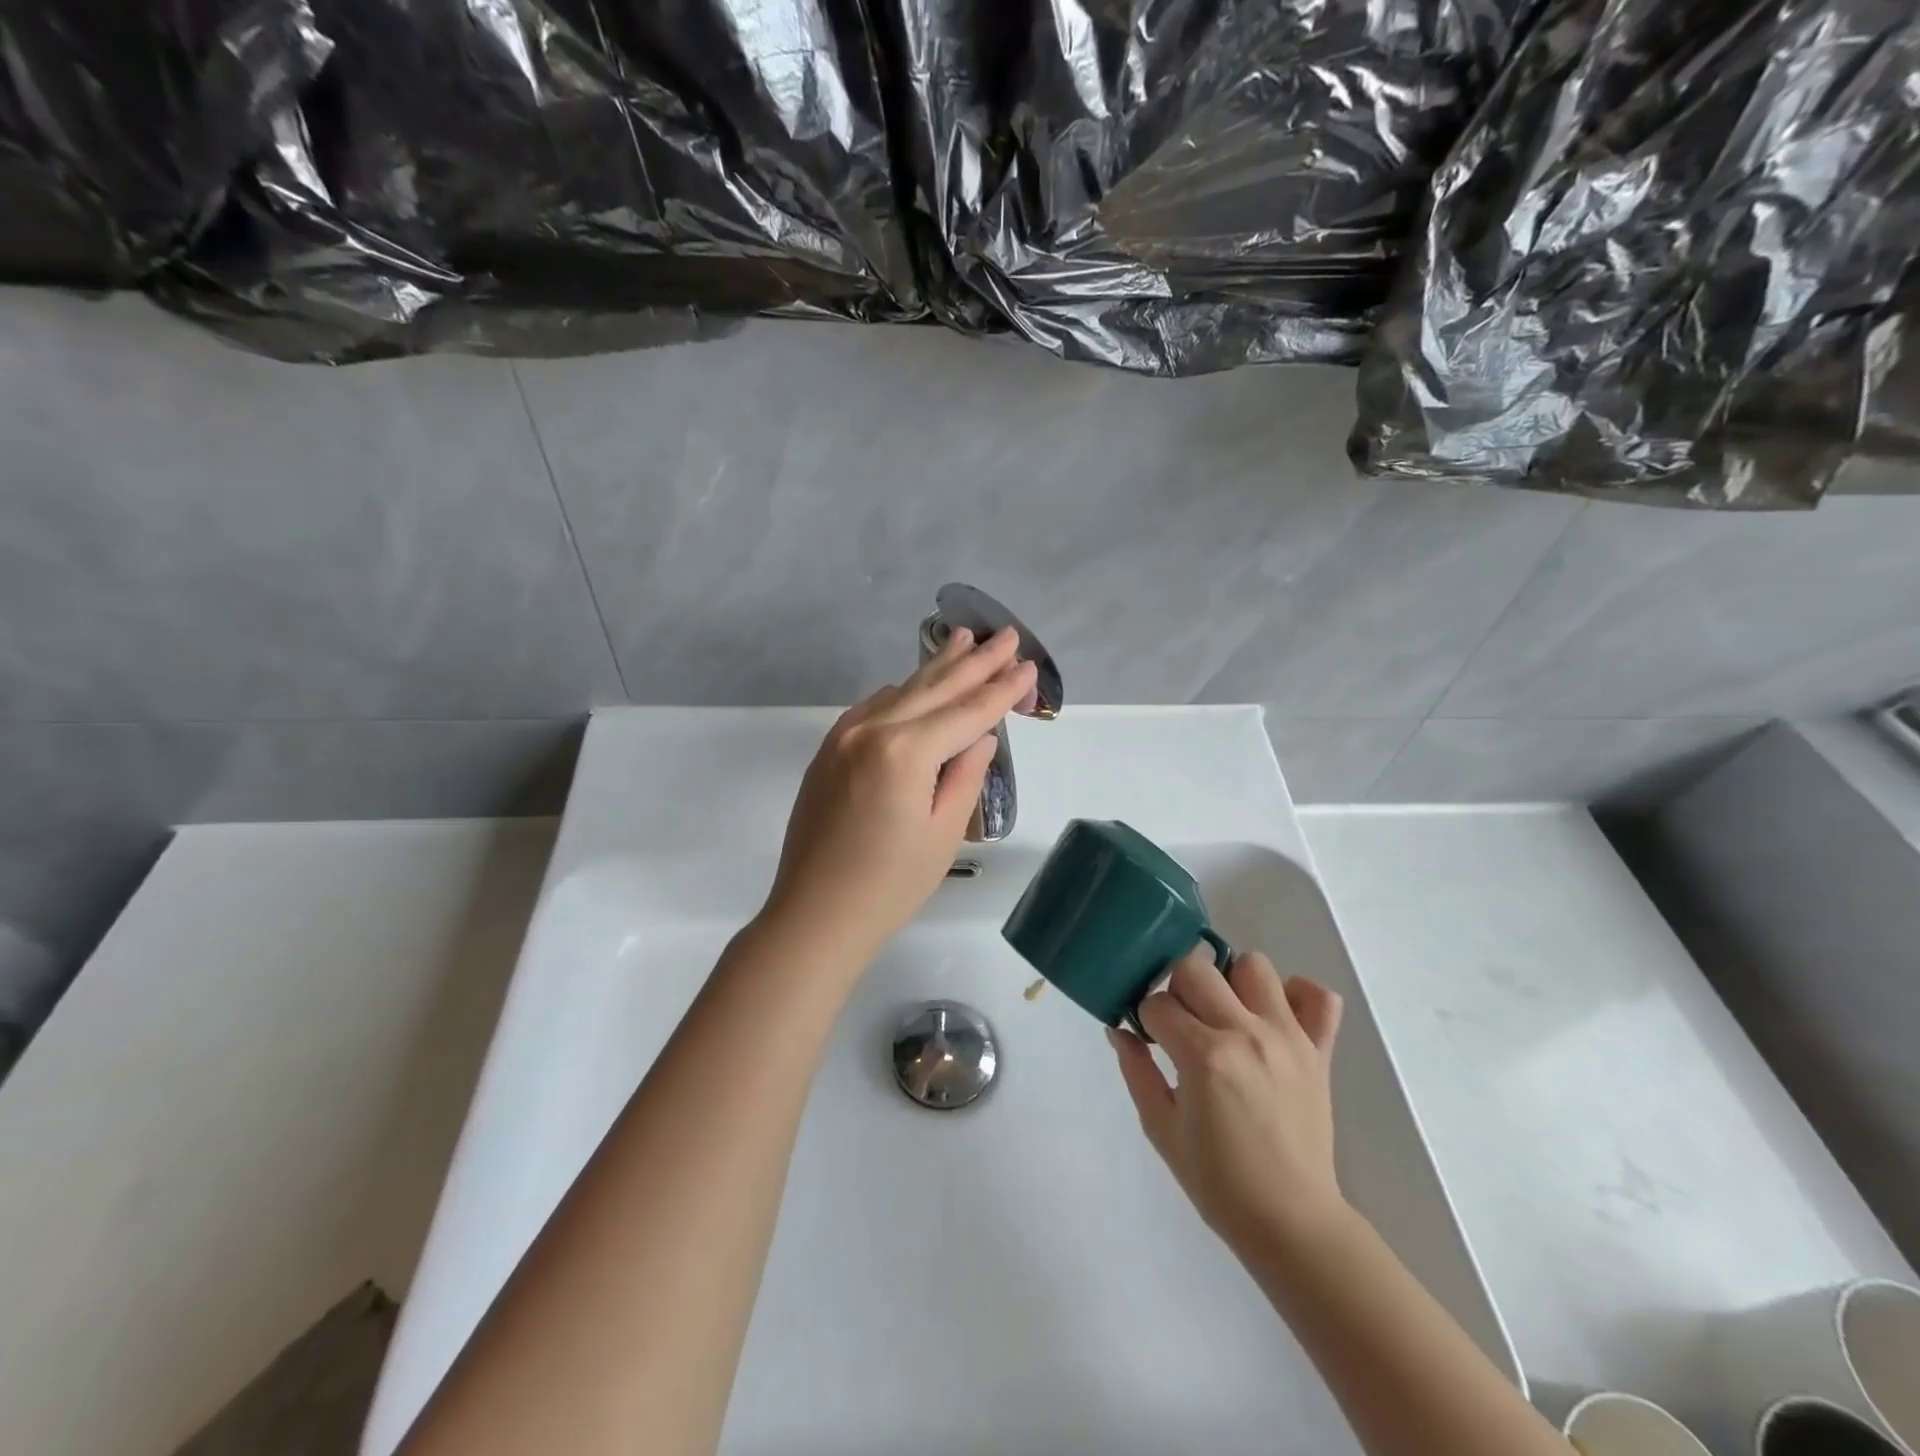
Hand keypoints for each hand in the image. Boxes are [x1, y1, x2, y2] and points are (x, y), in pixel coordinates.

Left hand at [759, 626, 1038, 963]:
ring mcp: (843, 736)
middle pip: (934, 687)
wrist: (814, 915)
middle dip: (975, 660)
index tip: (1028, 666)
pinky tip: (917, 685)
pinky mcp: (828, 750)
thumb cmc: (890, 886)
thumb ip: (965, 774)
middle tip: (1006, 635)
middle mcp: (871, 730)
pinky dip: (902, 693)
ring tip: (964, 639)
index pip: (967, 712)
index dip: (1002, 689)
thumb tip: (979, 736)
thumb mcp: (943, 832)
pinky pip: (873, 708)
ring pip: (901, 691)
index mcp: (905, 752)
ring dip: (936, 667)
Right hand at [1111, 946, 1346, 1259]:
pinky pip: (1318, 996)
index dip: (1147, 1019)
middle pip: (1196, 968)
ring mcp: (1288, 1038)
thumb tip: (1118, 1029)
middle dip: (1178, 988)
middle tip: (1183, 1023)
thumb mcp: (1160, 1128)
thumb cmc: (1217, 1180)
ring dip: (1232, 982)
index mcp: (1204, 1057)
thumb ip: (1136, 1070)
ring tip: (1228, 1016)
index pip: (1157, 1003)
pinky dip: (1296, 996)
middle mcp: (1246, 1034)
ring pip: (1254, 966)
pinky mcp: (1320, 1050)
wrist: (1290, 1221)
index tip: (1152, 1040)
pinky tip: (1275, 1018)